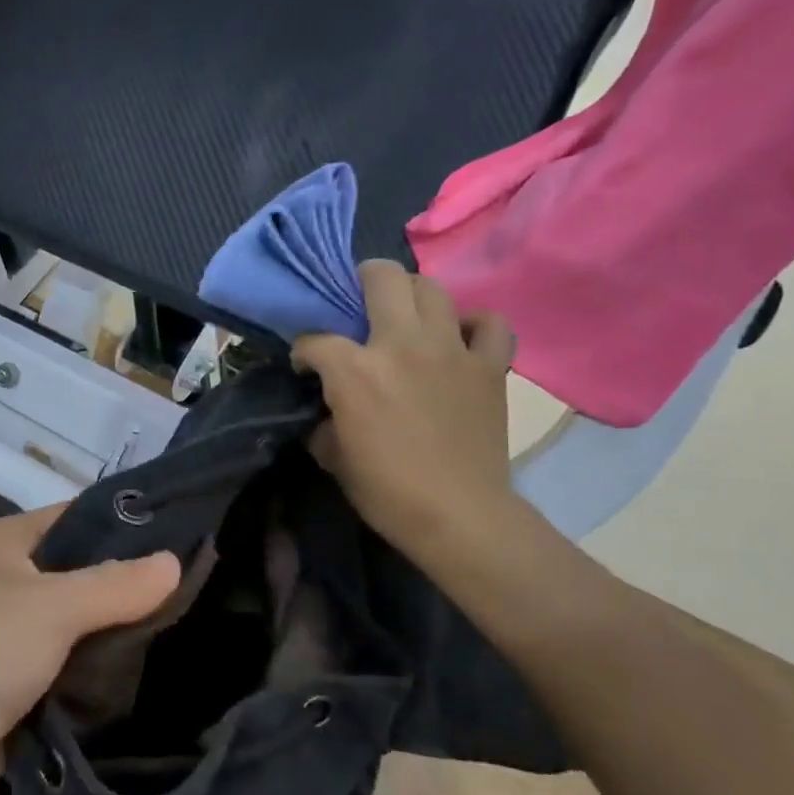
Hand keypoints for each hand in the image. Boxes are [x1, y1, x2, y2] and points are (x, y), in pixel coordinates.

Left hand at [0, 505, 180, 794]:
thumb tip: (177, 561)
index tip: (186, 537)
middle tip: (194, 589)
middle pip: (82, 571)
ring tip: (185, 629)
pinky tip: (147, 671)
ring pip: (79, 622)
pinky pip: (70, 664)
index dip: (128, 524)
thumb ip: (117, 584)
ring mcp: (11, 633)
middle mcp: (8, 578)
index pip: (80, 516)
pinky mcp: (17, 681)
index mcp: (8, 541)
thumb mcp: (55, 607)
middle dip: (129, 584)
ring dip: (117, 632)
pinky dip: (99, 669)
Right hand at [292, 261, 517, 564]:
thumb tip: (327, 406)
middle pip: (381, 278)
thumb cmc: (386, 490)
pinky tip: (460, 337)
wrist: (458, 516)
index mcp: (354, 369)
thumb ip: (324, 418)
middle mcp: (401, 344)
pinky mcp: (489, 366)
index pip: (315, 340)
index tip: (306, 367)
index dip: (303, 352)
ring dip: (412, 295)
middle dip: (361, 281)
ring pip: (432, 288)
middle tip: (358, 303)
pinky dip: (474, 324)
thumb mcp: (332, 455)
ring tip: (405, 315)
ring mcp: (451, 350)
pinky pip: (490, 323)